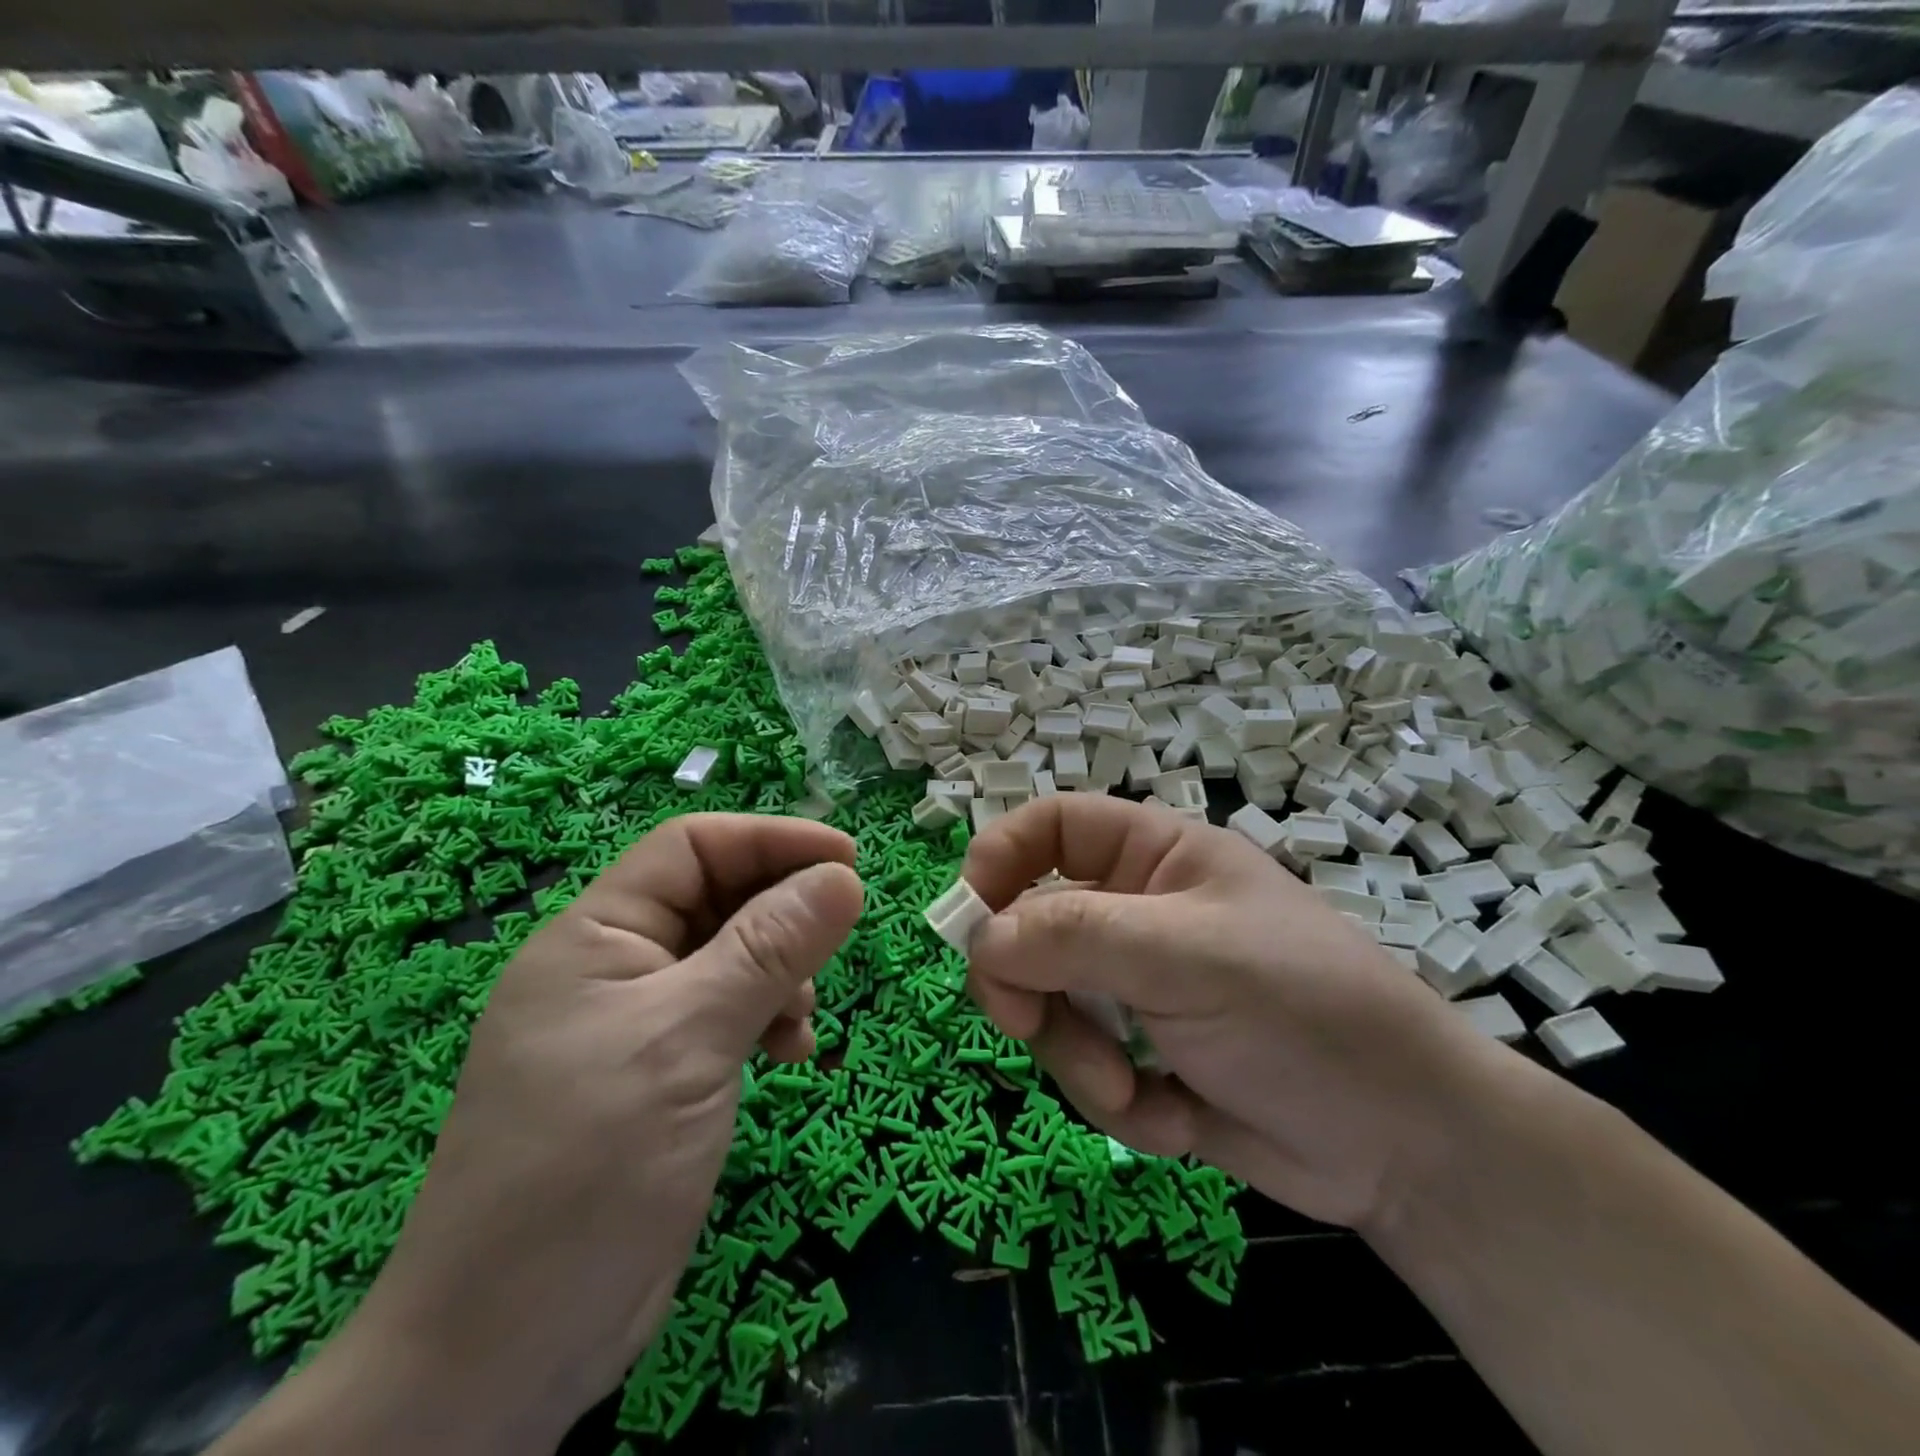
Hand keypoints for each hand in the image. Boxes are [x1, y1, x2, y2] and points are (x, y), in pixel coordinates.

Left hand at [337, 813, 863, 1448]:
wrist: (505, 1351)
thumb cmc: (589, 1165)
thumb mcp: (689, 1038)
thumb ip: (768, 949)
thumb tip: (844, 877)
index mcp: (596, 936)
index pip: (692, 848)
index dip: (771, 840)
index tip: (847, 860)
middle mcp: (615, 968)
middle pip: (716, 900)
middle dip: (781, 915)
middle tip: (835, 943)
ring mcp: (636, 1025)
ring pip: (730, 958)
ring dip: (781, 974)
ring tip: (804, 1022)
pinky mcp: (660, 1075)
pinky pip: (728, 1014)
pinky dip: (767, 1021)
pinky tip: (790, 1056)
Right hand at [962, 796, 1499, 1232]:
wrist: (1406, 1146)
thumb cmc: (1304, 1012)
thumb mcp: (1188, 957)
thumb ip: (1075, 935)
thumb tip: (979, 938)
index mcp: (1153, 859)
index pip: (1050, 827)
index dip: (999, 857)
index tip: (968, 917)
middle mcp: (1136, 915)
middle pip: (1030, 926)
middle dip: (1030, 985)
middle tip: (1032, 1025)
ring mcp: (1136, 989)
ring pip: (1048, 1006)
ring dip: (1078, 1055)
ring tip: (1135, 1089)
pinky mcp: (1143, 1057)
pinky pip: (1084, 1067)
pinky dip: (1117, 1101)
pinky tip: (1177, 1119)